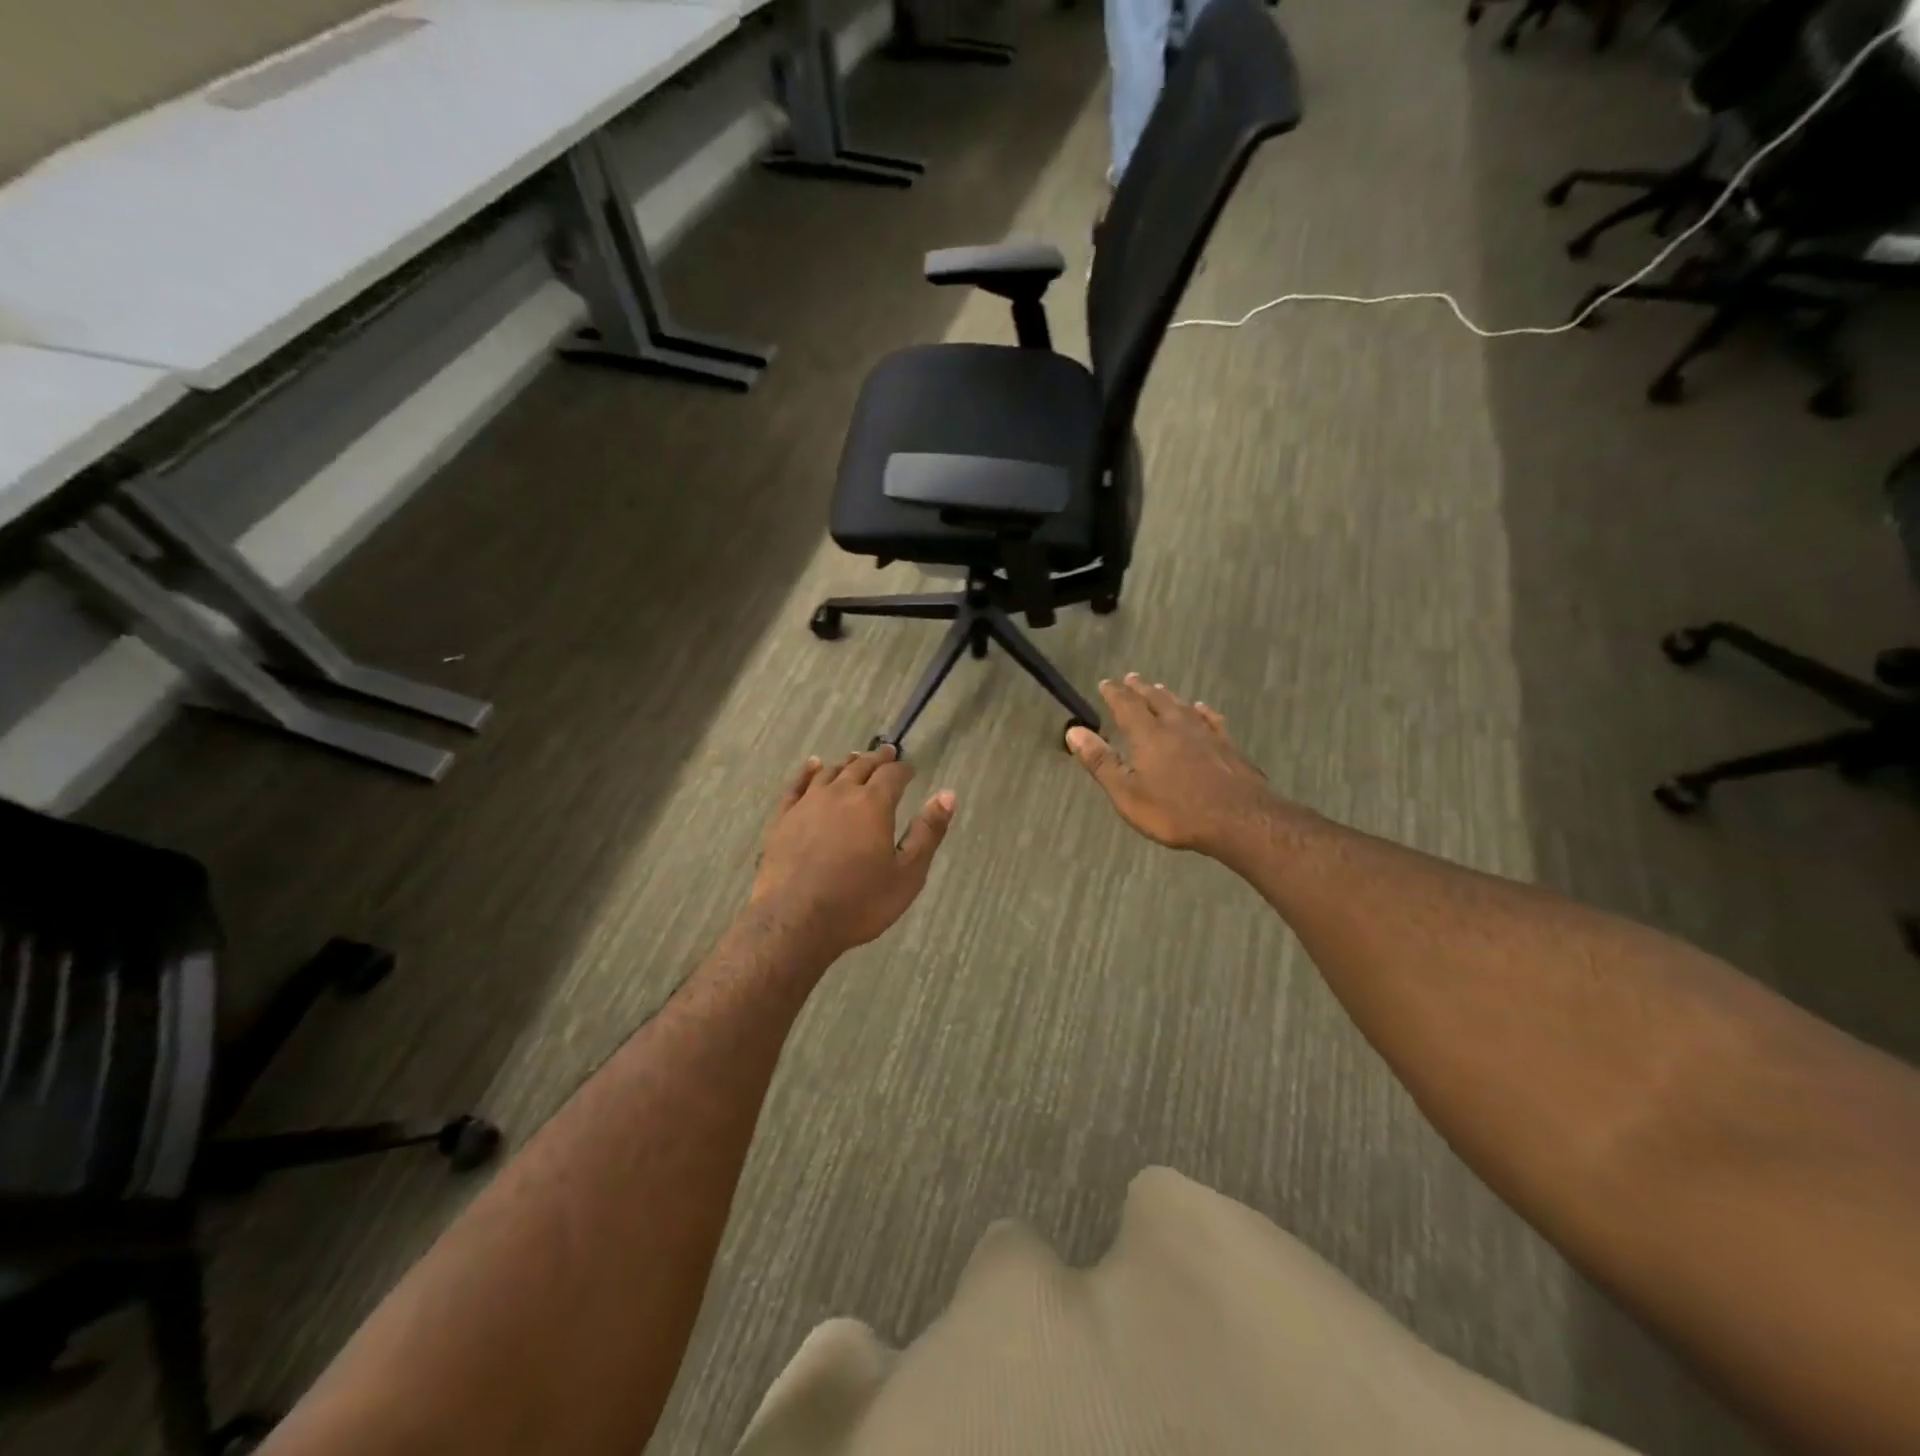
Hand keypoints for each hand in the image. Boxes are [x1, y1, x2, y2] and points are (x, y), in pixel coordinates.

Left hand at [751, 745, 956, 958]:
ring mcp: (808, 803)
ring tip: (855, 760)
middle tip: (887, 754)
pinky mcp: (783, 818)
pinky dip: (808, 771)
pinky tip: (813, 766)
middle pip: (861, 766)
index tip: (910, 769)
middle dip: (877, 760)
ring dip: (847, 763)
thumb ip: (928, 832)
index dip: (904, 770)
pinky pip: (797, 785)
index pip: (893, 775)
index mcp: (873, 804)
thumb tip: (948, 794)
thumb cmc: (859, 902)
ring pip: (830, 772)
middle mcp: (841, 793)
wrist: (795, 921)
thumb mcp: (907, 874)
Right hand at [1066, 675, 1282, 856]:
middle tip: (1131, 678)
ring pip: (1182, 706)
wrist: (1240, 819)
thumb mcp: (1128, 793)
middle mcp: (1176, 726)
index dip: (1115, 693)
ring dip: (1168, 696)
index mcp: (1149, 735)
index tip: (1106, 682)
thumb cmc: (1176, 811)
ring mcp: (1206, 734)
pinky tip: (1202, 709)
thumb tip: (1073, 732)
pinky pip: (1211, 719)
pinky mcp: (1228, 746)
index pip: (1127, 706)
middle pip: (1156, 700)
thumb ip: (1101, 762)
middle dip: (1141, 689)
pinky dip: (1201, 711)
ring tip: (1160, 688)